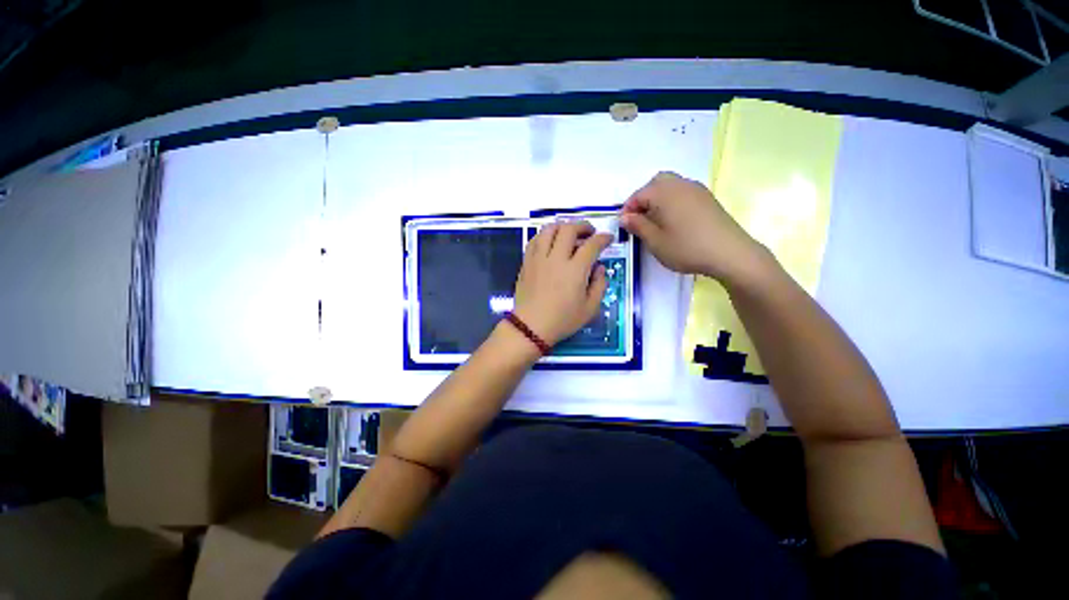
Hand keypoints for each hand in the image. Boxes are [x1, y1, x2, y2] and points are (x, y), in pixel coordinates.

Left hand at [513, 221, 612, 345]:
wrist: (530, 327)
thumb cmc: (562, 320)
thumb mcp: (590, 309)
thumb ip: (599, 285)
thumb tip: (599, 268)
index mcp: (575, 270)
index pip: (592, 245)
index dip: (603, 238)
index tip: (608, 239)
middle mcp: (556, 259)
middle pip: (569, 229)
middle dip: (583, 226)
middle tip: (589, 233)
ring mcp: (539, 259)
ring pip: (549, 230)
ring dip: (562, 227)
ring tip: (568, 234)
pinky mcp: (527, 262)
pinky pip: (534, 240)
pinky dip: (544, 235)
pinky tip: (549, 242)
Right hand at [621, 172, 770, 284]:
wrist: (730, 253)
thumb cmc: (686, 248)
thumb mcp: (655, 241)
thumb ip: (637, 226)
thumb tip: (624, 217)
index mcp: (664, 193)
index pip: (638, 195)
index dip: (628, 210)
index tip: (625, 227)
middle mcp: (680, 184)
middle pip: (655, 183)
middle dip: (643, 199)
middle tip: (640, 220)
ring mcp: (696, 190)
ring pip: (670, 185)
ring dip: (658, 199)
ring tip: (656, 221)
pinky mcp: (707, 198)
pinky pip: (683, 192)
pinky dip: (672, 201)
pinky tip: (674, 221)